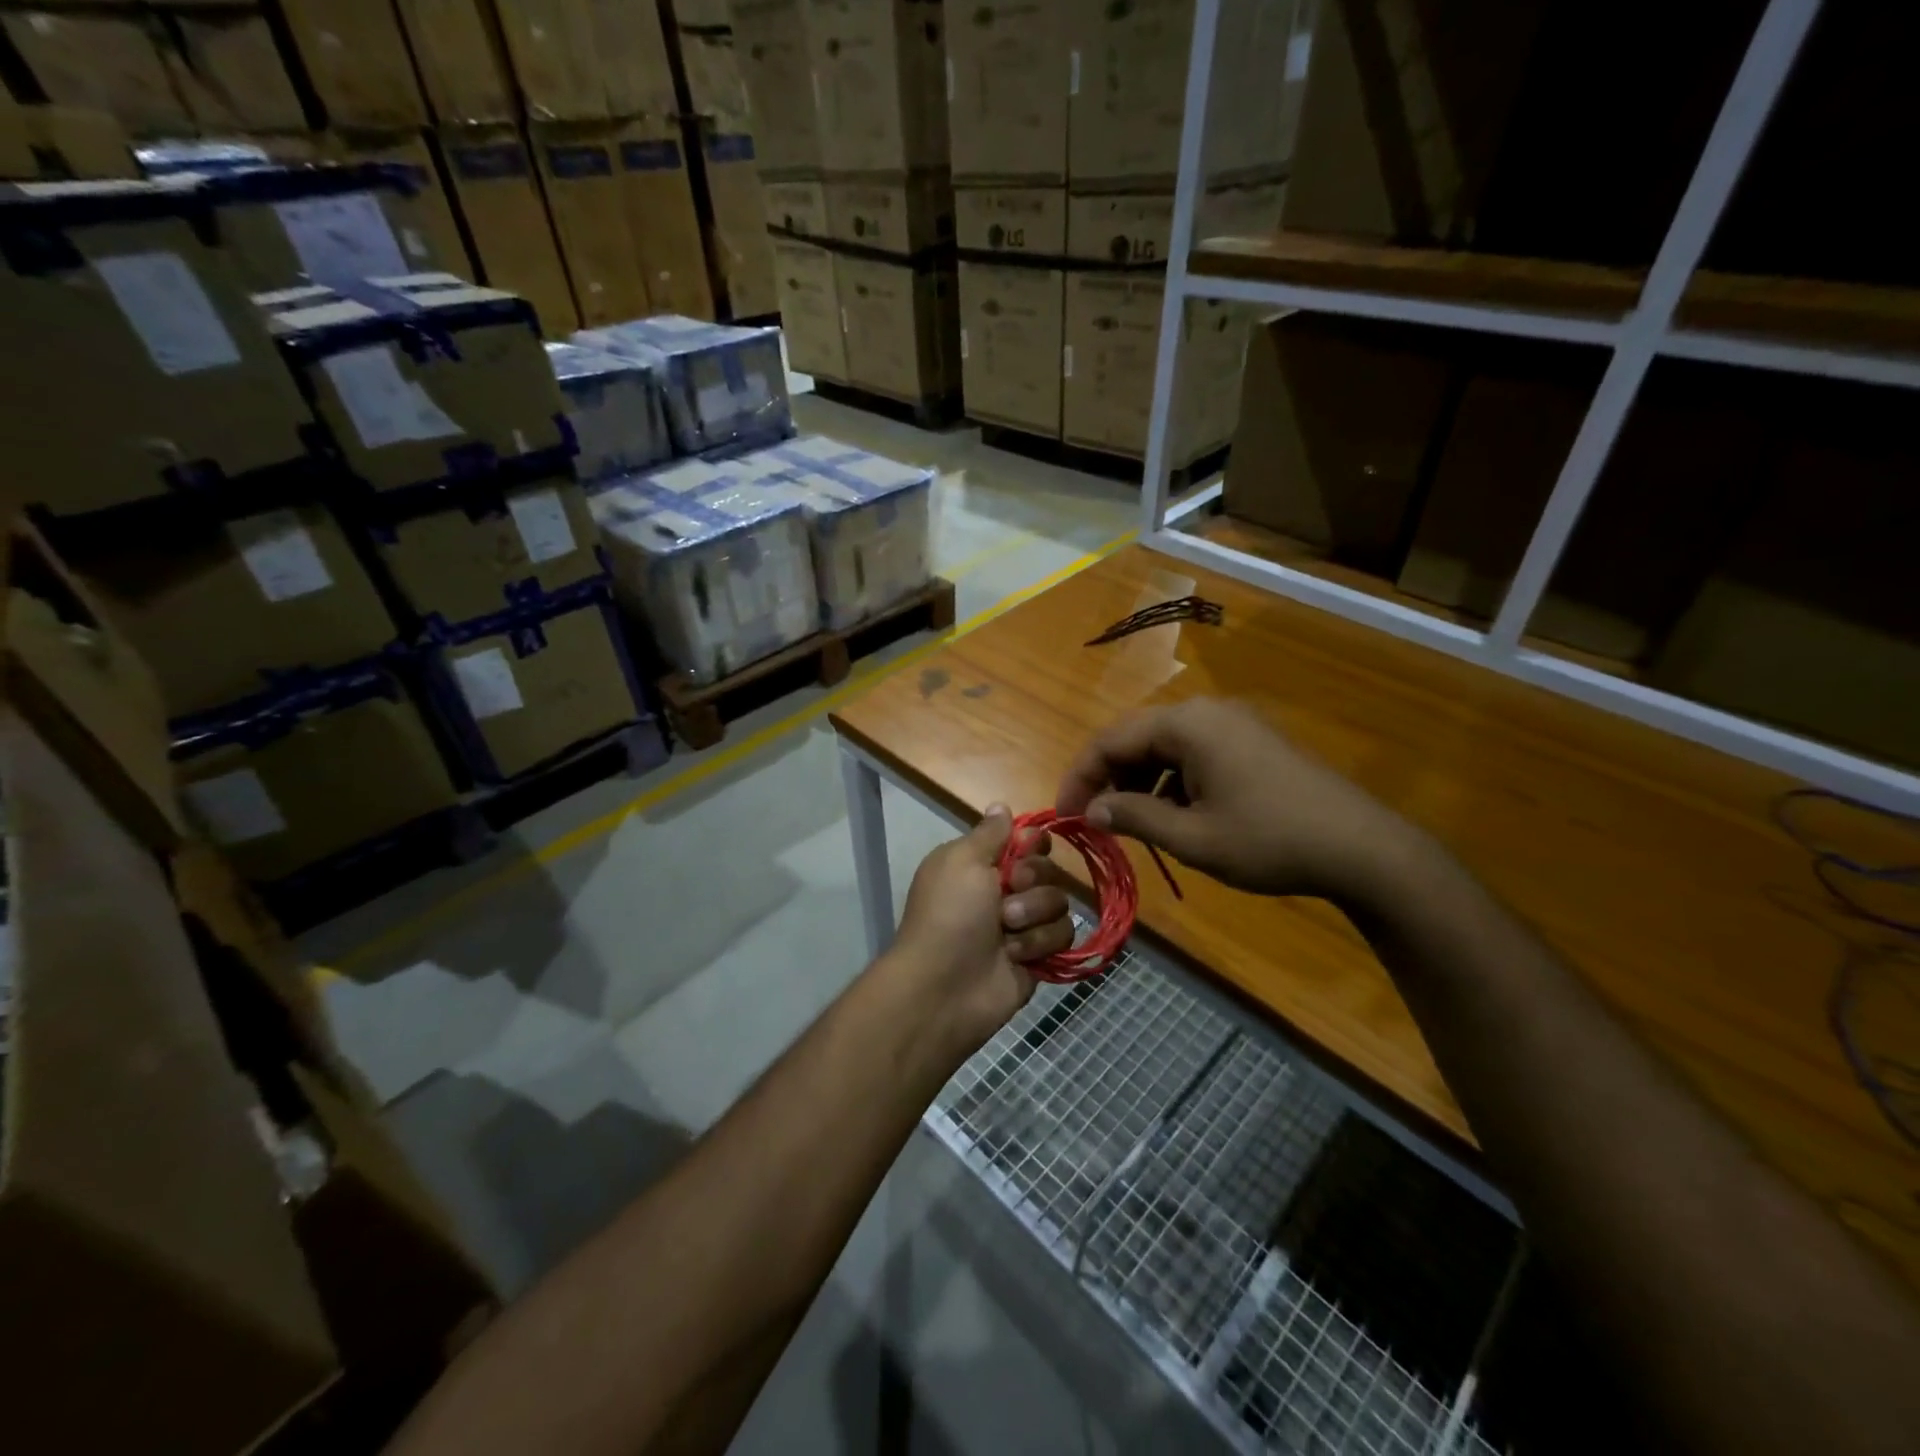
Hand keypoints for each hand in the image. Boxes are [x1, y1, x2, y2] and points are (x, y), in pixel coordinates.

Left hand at [886, 806, 1075, 1049]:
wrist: (946, 987)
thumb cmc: (950, 914)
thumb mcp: (962, 860)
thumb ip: (990, 833)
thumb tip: (1000, 805)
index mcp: (980, 864)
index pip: (1025, 841)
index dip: (1032, 844)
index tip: (1026, 850)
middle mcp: (1003, 891)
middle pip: (1047, 869)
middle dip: (1031, 883)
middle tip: (1006, 898)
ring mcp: (1022, 925)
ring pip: (1059, 903)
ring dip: (1033, 917)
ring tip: (1006, 934)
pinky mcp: (1038, 956)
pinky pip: (1063, 936)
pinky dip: (1040, 944)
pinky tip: (1016, 956)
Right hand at [1056, 698, 1421, 905]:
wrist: (1363, 849)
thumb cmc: (1270, 841)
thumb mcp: (1193, 838)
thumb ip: (1135, 818)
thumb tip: (1092, 811)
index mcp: (1187, 725)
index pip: (1110, 740)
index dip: (1080, 777)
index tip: (1064, 815)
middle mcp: (1206, 712)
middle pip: (1136, 738)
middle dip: (1109, 779)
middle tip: (1095, 822)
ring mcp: (1233, 725)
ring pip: (1165, 747)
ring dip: (1140, 782)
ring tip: (1132, 824)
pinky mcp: (1252, 742)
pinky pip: (1194, 754)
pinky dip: (1172, 782)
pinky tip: (1175, 815)